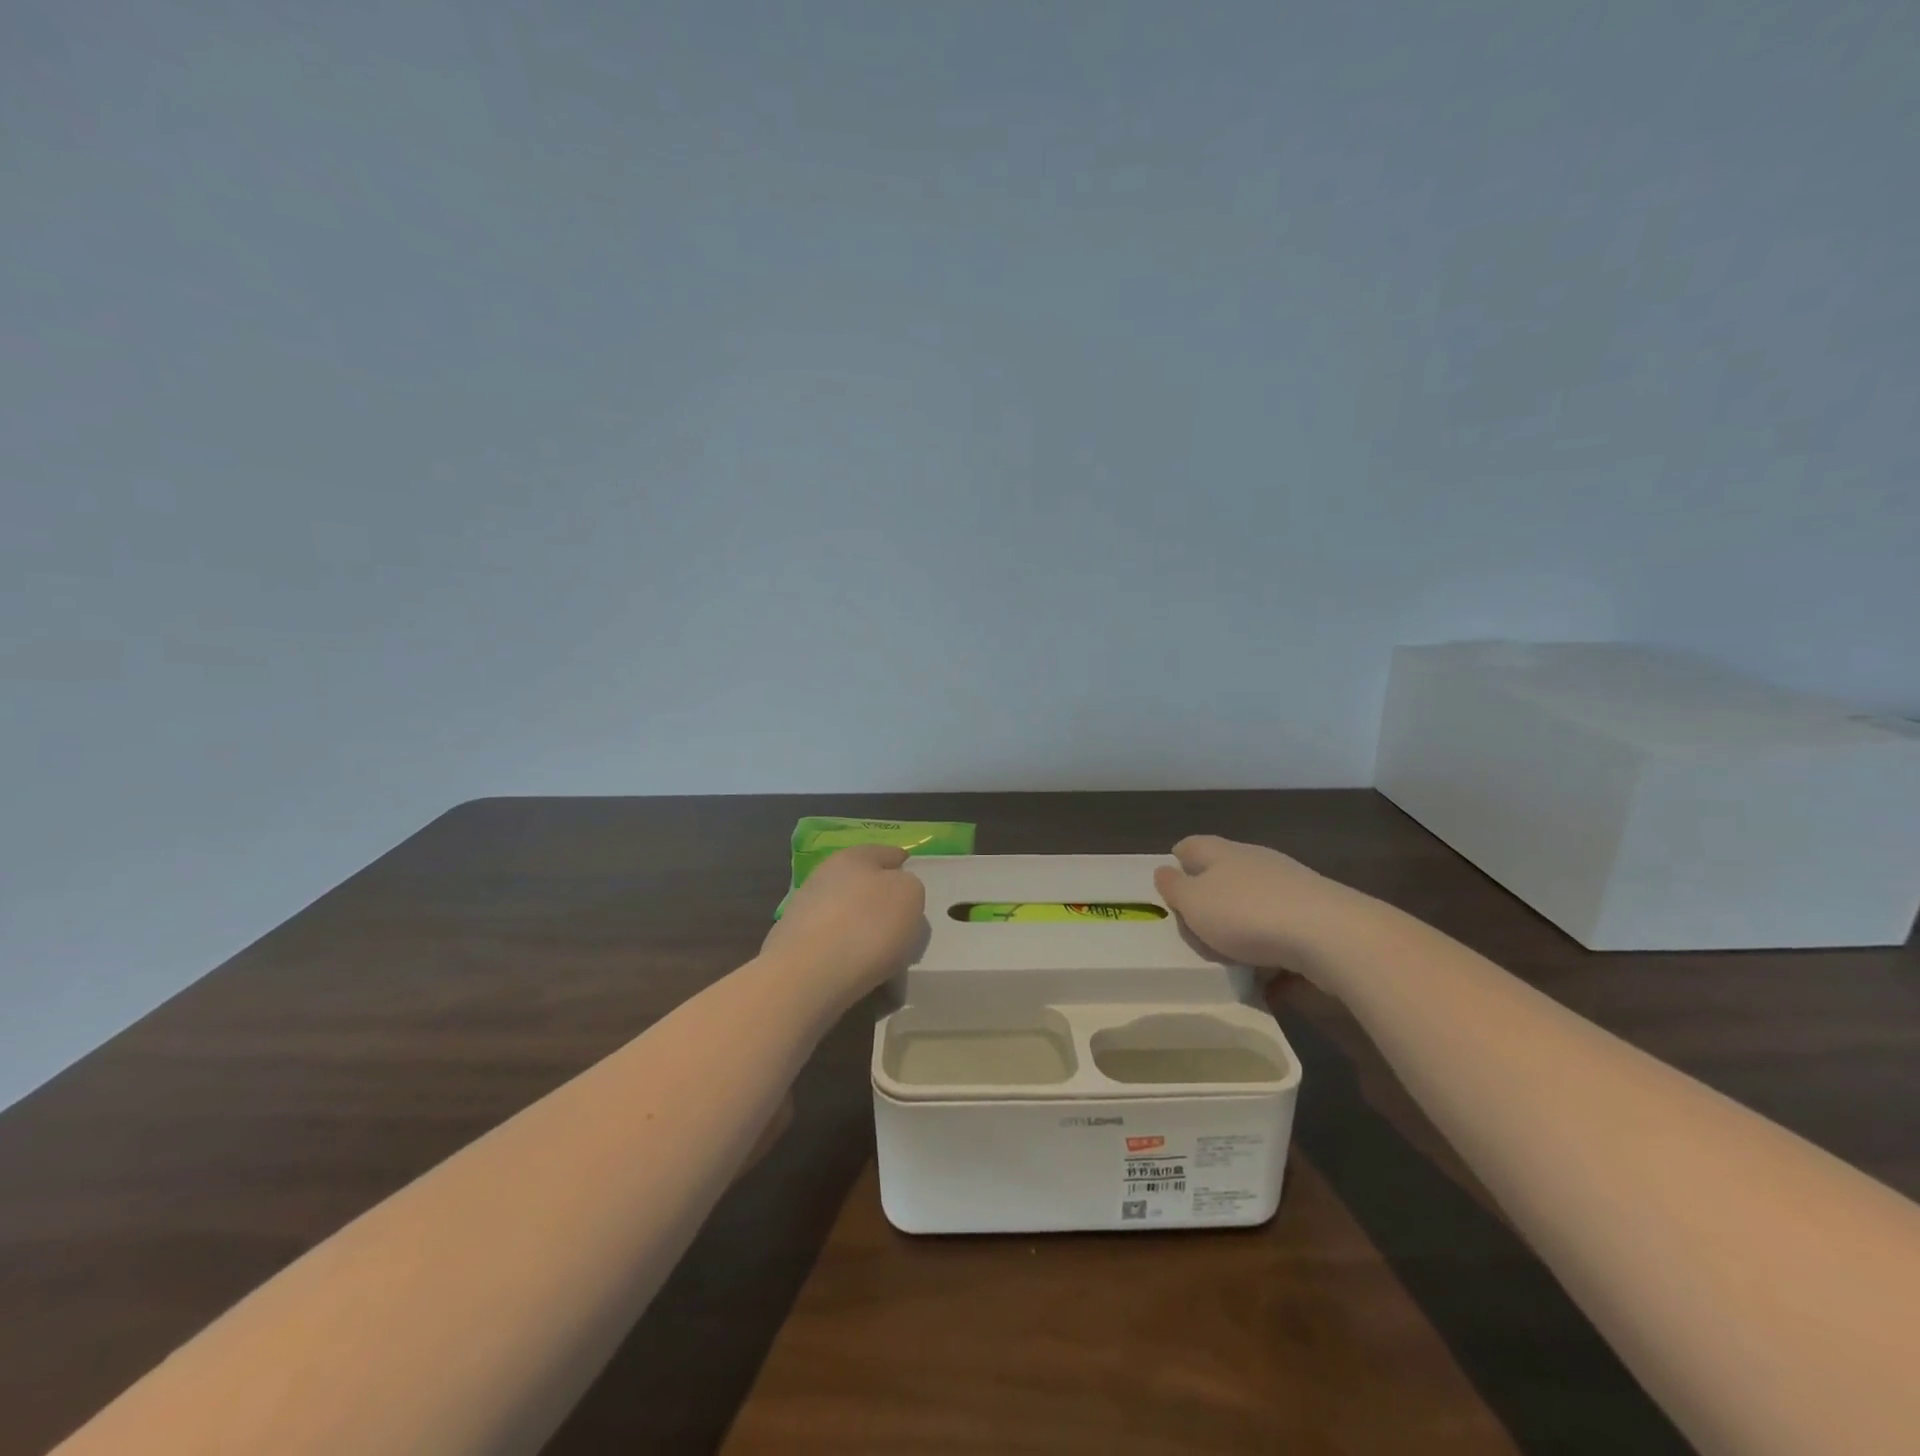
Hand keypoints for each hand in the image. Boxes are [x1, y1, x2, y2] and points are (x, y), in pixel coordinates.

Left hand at [761, 844, 926, 1004]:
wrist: (806, 976)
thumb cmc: (867, 926)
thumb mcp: (910, 896)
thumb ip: (908, 887)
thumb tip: (895, 891)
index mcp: (853, 857)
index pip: (884, 853)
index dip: (899, 861)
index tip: (910, 872)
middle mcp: (824, 876)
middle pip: (860, 881)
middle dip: (878, 895)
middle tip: (900, 916)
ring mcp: (803, 910)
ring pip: (843, 912)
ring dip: (860, 924)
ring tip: (882, 950)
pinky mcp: (792, 944)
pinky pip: (831, 942)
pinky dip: (845, 950)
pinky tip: (858, 967)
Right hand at [1153, 835, 1364, 971]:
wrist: (1331, 936)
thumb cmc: (1247, 914)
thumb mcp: (1195, 903)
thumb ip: (1175, 888)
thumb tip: (1164, 871)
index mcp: (1223, 853)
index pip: (1192, 846)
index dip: (1177, 860)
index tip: (1168, 882)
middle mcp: (1257, 861)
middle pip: (1226, 872)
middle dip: (1211, 895)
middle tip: (1195, 924)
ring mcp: (1292, 887)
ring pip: (1257, 902)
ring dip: (1244, 925)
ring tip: (1230, 957)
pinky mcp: (1319, 916)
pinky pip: (1285, 933)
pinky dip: (1273, 954)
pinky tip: (1269, 981)